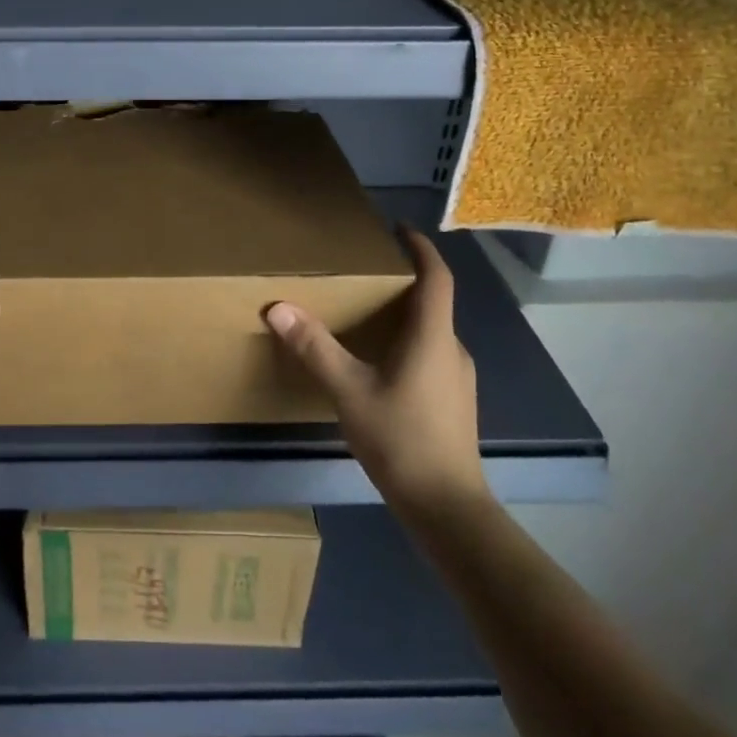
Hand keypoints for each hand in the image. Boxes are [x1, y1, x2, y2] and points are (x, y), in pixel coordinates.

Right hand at [264, 226, 487, 513]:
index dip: (422, 248)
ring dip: (405, 314)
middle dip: (404, 281)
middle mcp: (451, 349)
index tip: (400, 229)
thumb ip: (314, 347)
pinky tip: (381, 363)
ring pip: (432, 331)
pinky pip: (432, 354)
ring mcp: (458, 378)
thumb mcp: (348, 390)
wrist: (447, 508)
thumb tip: (278, 307)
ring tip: (368, 313)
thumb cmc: (401, 439)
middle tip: (367, 272)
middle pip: (433, 302)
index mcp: (432, 336)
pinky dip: (409, 342)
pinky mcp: (455, 401)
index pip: (437, 277)